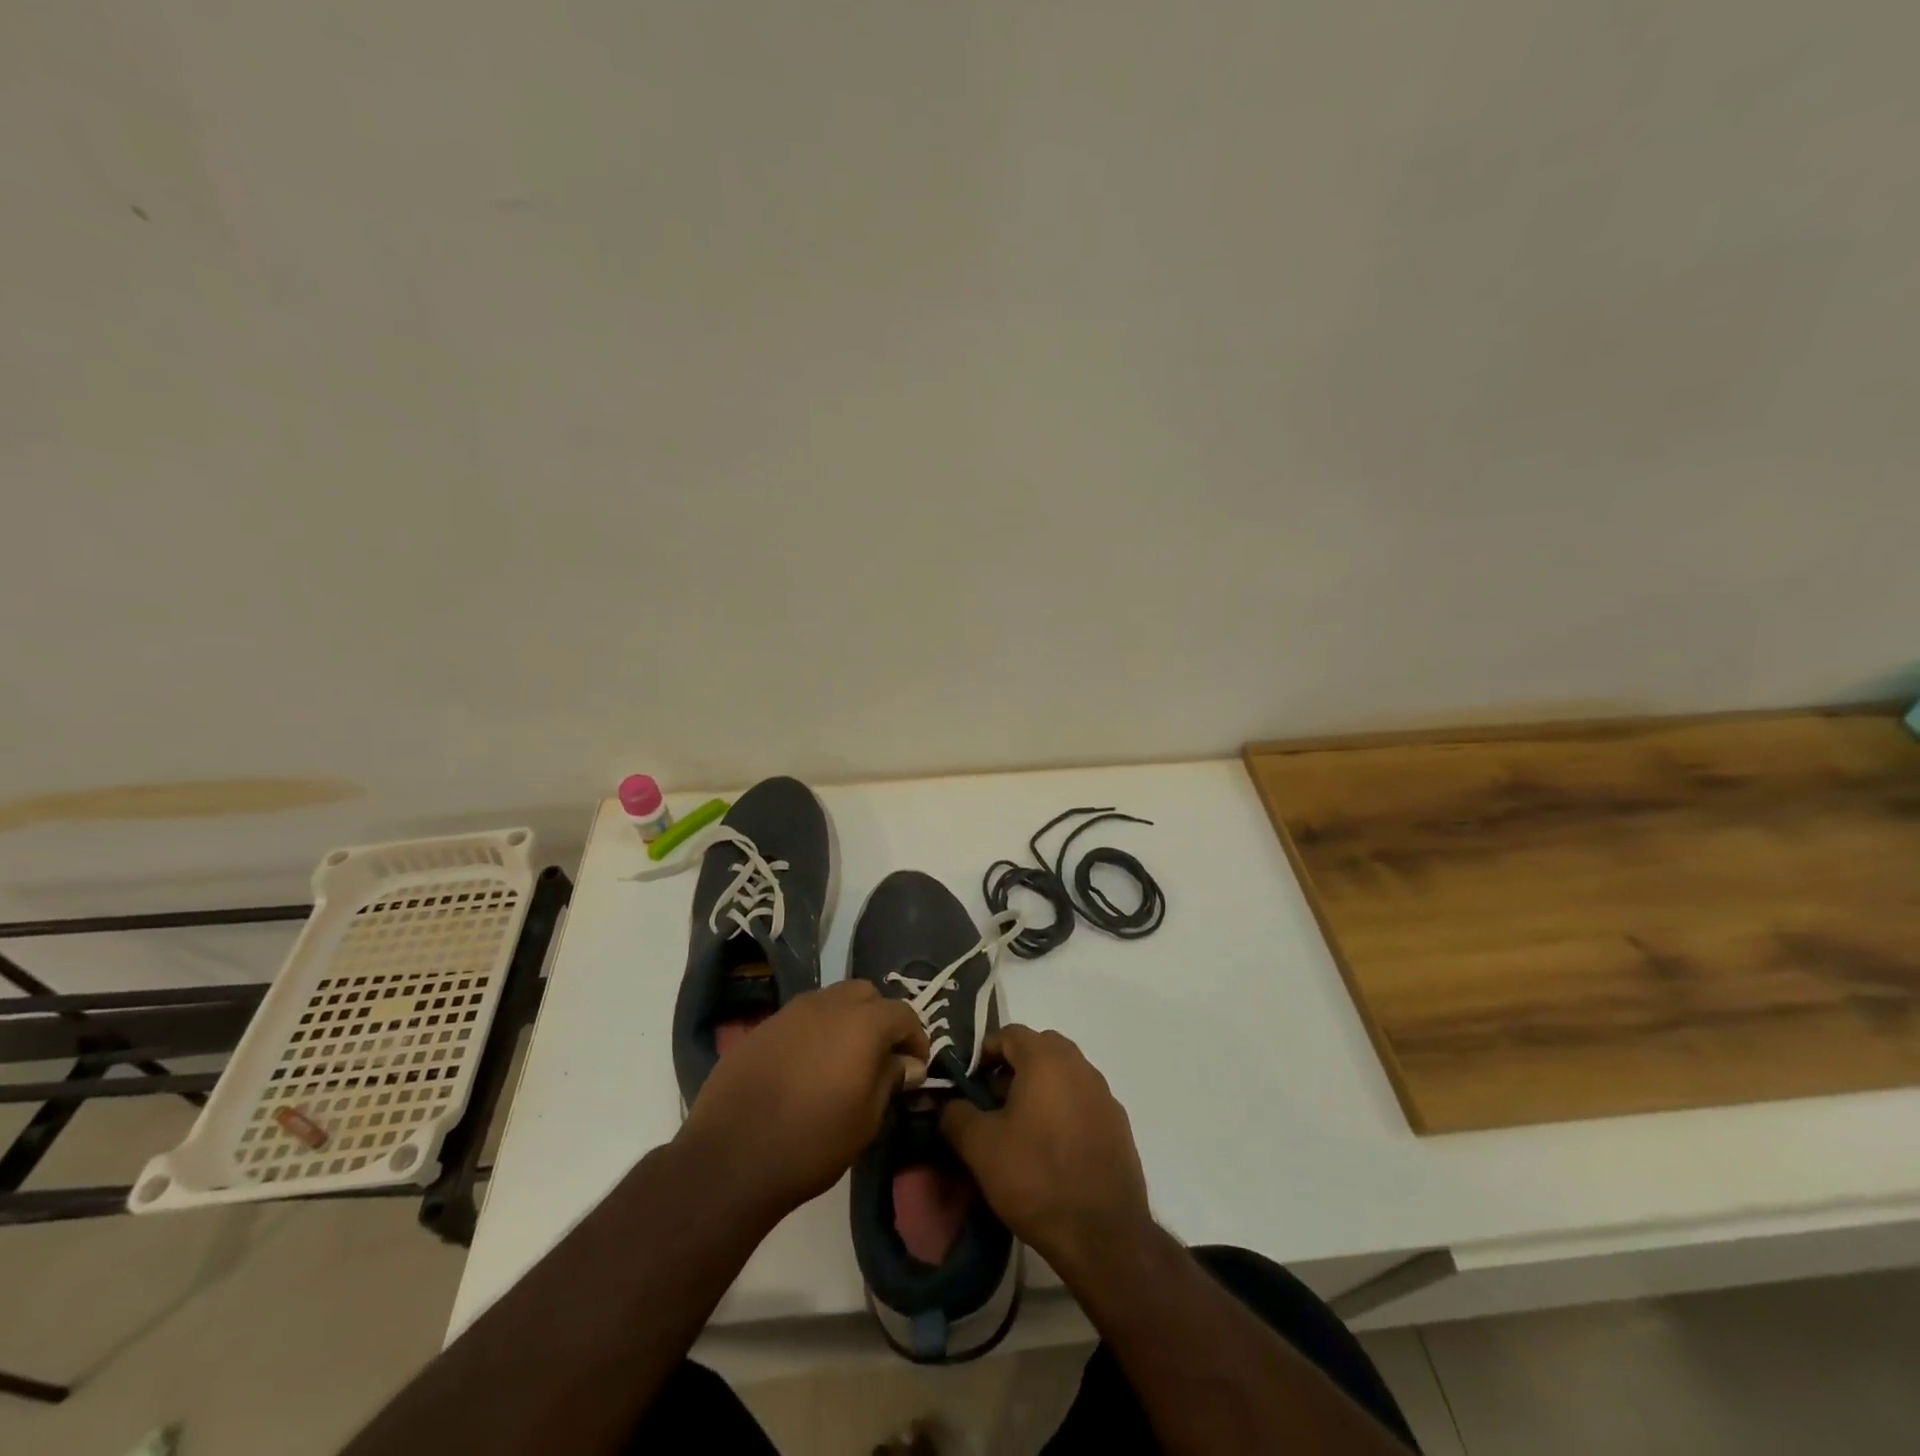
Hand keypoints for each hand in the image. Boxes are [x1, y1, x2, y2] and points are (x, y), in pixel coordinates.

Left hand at [678, 980, 929, 1221]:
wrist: (730, 1159)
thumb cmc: (812, 1143)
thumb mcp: (866, 1119)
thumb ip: (890, 1080)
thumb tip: (909, 1063)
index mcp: (862, 1023)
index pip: (903, 1014)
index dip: (915, 1038)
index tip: (915, 1066)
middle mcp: (827, 1004)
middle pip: (865, 994)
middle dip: (879, 1018)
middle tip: (880, 1056)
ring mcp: (789, 1012)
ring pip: (830, 1001)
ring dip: (844, 1021)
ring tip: (841, 1061)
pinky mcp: (761, 1028)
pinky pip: (799, 1019)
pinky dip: (812, 1033)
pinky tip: (804, 1069)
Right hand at [940, 1025, 1150, 1272]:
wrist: (1103, 1234)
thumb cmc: (1036, 1178)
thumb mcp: (979, 1147)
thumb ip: (955, 1114)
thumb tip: (948, 1103)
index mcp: (1046, 1059)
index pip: (1009, 1033)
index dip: (984, 1053)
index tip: (968, 1083)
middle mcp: (1079, 1065)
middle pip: (1039, 1049)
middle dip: (1013, 1067)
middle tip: (992, 1102)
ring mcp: (1104, 1094)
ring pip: (1063, 1074)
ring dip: (1039, 1088)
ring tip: (1019, 1128)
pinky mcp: (1118, 1124)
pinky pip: (1082, 1101)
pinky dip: (1063, 1110)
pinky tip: (1052, 1148)